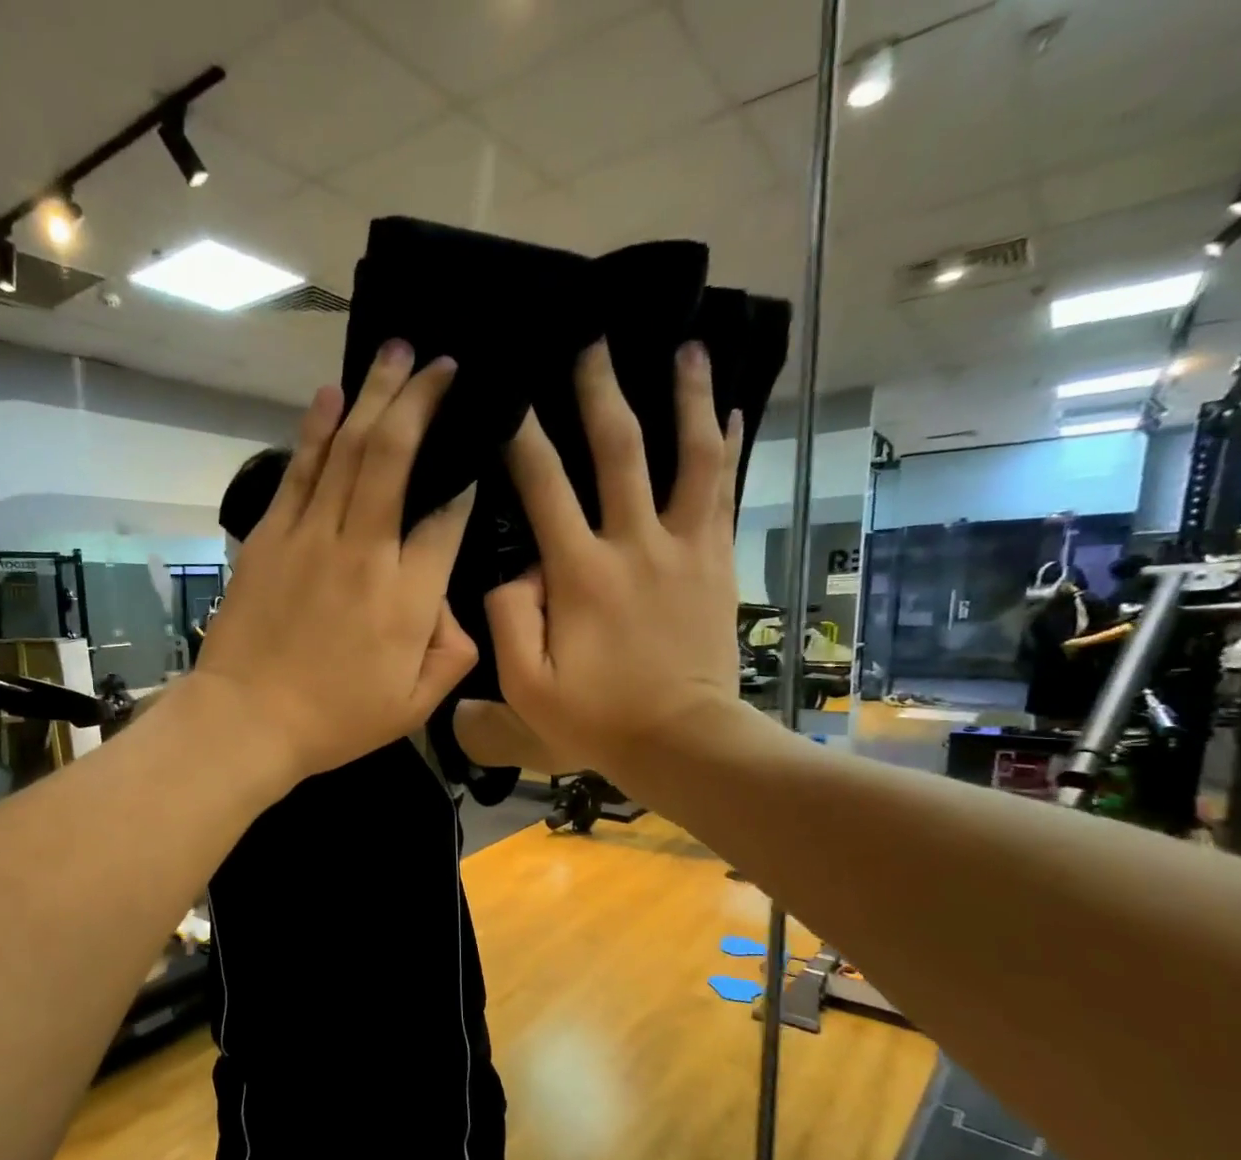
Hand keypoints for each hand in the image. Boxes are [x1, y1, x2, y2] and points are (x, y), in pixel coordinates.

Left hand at [195, 342, 477, 783]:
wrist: (246, 720)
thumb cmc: (335, 720)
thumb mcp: (414, 706)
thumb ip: (452, 653)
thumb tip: (456, 606)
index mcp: (407, 597)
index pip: (447, 519)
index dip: (465, 480)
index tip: (474, 452)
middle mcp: (365, 551)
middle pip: (396, 457)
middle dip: (423, 401)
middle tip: (442, 362)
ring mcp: (312, 537)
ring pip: (349, 450)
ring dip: (376, 396)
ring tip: (398, 352)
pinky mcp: (271, 536)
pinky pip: (299, 471)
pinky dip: (316, 428)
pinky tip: (332, 394)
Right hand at [485, 340, 747, 780]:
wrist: (682, 739)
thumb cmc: (597, 717)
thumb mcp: (526, 686)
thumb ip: (509, 619)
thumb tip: (515, 568)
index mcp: (580, 573)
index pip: (544, 487)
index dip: (522, 436)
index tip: (509, 393)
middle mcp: (634, 544)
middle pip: (619, 450)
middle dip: (601, 391)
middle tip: (592, 339)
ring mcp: (683, 549)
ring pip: (691, 456)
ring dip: (688, 397)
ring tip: (688, 346)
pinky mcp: (716, 561)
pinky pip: (723, 493)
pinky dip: (729, 447)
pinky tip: (732, 411)